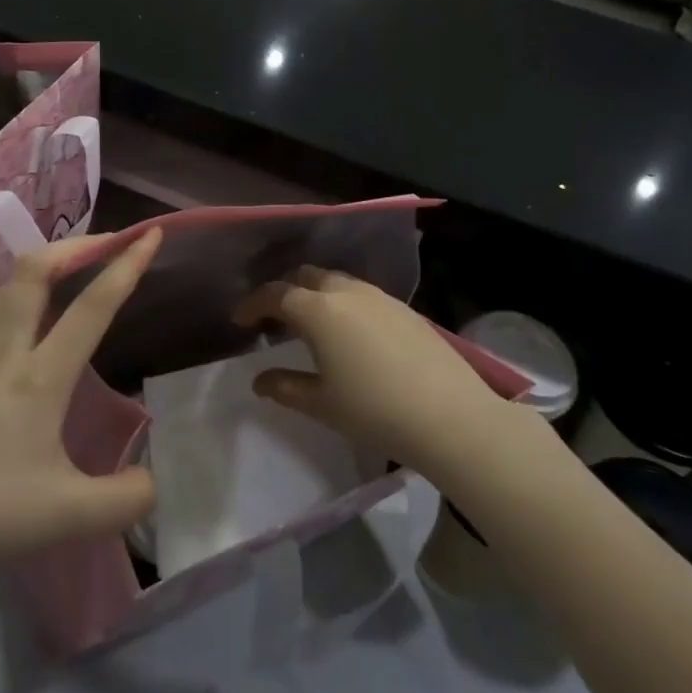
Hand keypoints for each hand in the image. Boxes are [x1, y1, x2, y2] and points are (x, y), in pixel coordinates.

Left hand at [0, 231, 161, 596]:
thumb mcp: (69, 517)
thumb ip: (125, 500)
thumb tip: (153, 482)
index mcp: (39, 377)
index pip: (91, 307)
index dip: (125, 265)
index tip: (150, 234)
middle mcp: (5, 354)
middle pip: (34, 271)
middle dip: (76, 245)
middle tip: (109, 243)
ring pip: (7, 289)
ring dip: (44, 266)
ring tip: (71, 270)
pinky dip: (17, 298)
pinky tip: (24, 325)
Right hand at [235, 267, 506, 478]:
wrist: (450, 416)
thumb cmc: (375, 410)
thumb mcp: (322, 403)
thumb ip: (285, 387)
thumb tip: (260, 380)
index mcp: (318, 310)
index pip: (276, 294)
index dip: (253, 304)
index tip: (241, 321)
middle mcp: (347, 292)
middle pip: (307, 276)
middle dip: (286, 291)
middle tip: (276, 319)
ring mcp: (380, 297)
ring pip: (337, 281)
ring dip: (317, 294)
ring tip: (312, 324)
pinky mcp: (405, 309)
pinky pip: (363, 294)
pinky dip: (345, 303)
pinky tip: (352, 334)